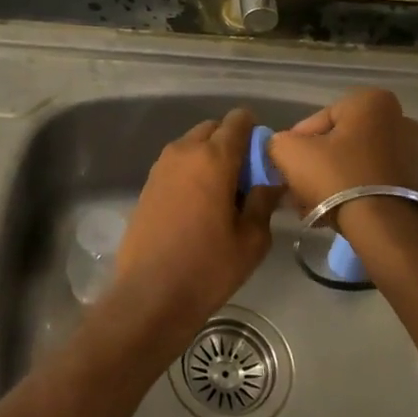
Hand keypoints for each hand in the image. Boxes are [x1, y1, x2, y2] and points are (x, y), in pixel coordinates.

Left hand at [103, 108, 281, 348]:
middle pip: (212, 129)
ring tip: (222, 193)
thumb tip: (270, 182)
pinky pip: (176, 165)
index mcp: (213, 157)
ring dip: (209, 157)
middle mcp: (184, 152)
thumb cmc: (209, 267)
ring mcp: (161, 167)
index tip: (263, 156)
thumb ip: (263, 201)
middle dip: (230, 143)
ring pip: (191, 146)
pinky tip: (199, 204)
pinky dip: (191, 172)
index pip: (237, 121)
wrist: (150, 295)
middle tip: (245, 177)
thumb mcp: (251, 239)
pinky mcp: (147, 185)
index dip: (254, 131)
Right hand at [267, 88, 417, 248]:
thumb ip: (278, 141)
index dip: (296, 144)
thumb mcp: (288, 152)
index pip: (318, 120)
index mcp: (370, 102)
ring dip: (331, 181)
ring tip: (311, 205)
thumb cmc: (336, 177)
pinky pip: (373, 181)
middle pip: (339, 142)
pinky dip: (353, 192)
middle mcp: (399, 119)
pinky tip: (332, 213)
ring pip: (354, 163)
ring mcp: (412, 152)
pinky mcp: (417, 183)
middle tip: (297, 187)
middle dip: (316, 164)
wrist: (383, 227)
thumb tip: (282, 147)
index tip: (286, 167)